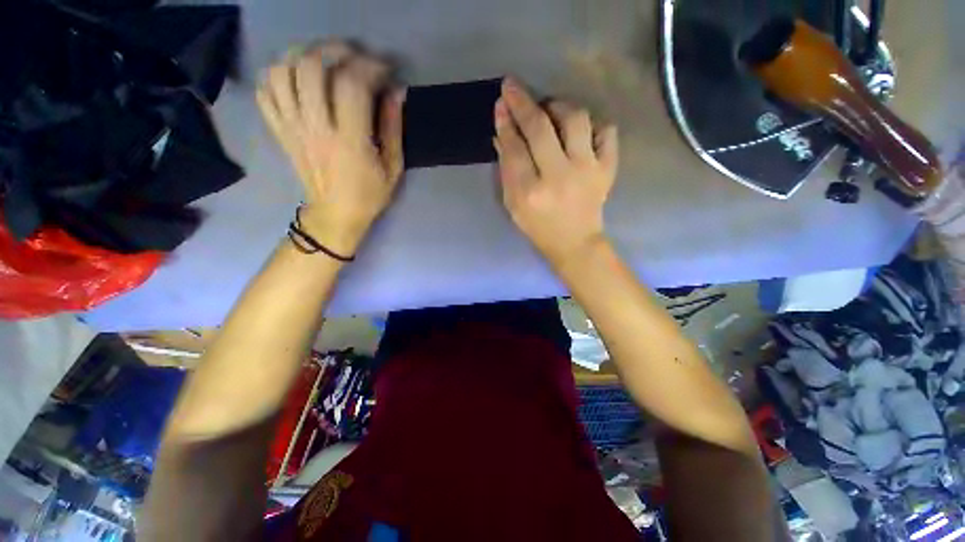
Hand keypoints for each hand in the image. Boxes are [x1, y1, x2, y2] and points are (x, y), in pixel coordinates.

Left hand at [257, 41, 405, 255]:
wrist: (335, 216)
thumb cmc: (370, 195)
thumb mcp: (393, 168)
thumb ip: (394, 129)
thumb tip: (396, 90)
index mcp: (349, 141)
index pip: (352, 85)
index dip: (369, 66)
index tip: (384, 69)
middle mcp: (315, 128)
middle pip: (310, 67)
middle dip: (334, 50)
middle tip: (352, 55)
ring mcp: (292, 128)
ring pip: (281, 72)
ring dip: (302, 55)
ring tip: (323, 59)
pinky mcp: (280, 132)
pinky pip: (265, 91)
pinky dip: (277, 74)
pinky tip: (297, 77)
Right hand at [494, 78, 618, 268]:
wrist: (575, 243)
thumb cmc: (538, 227)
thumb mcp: (513, 205)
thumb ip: (507, 171)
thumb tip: (502, 134)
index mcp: (530, 192)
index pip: (514, 147)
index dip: (505, 122)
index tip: (501, 104)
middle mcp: (559, 177)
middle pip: (540, 128)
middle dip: (523, 102)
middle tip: (512, 87)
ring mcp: (587, 171)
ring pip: (576, 119)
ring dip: (558, 106)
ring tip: (549, 110)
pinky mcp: (607, 169)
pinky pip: (606, 131)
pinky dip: (593, 124)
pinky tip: (580, 131)